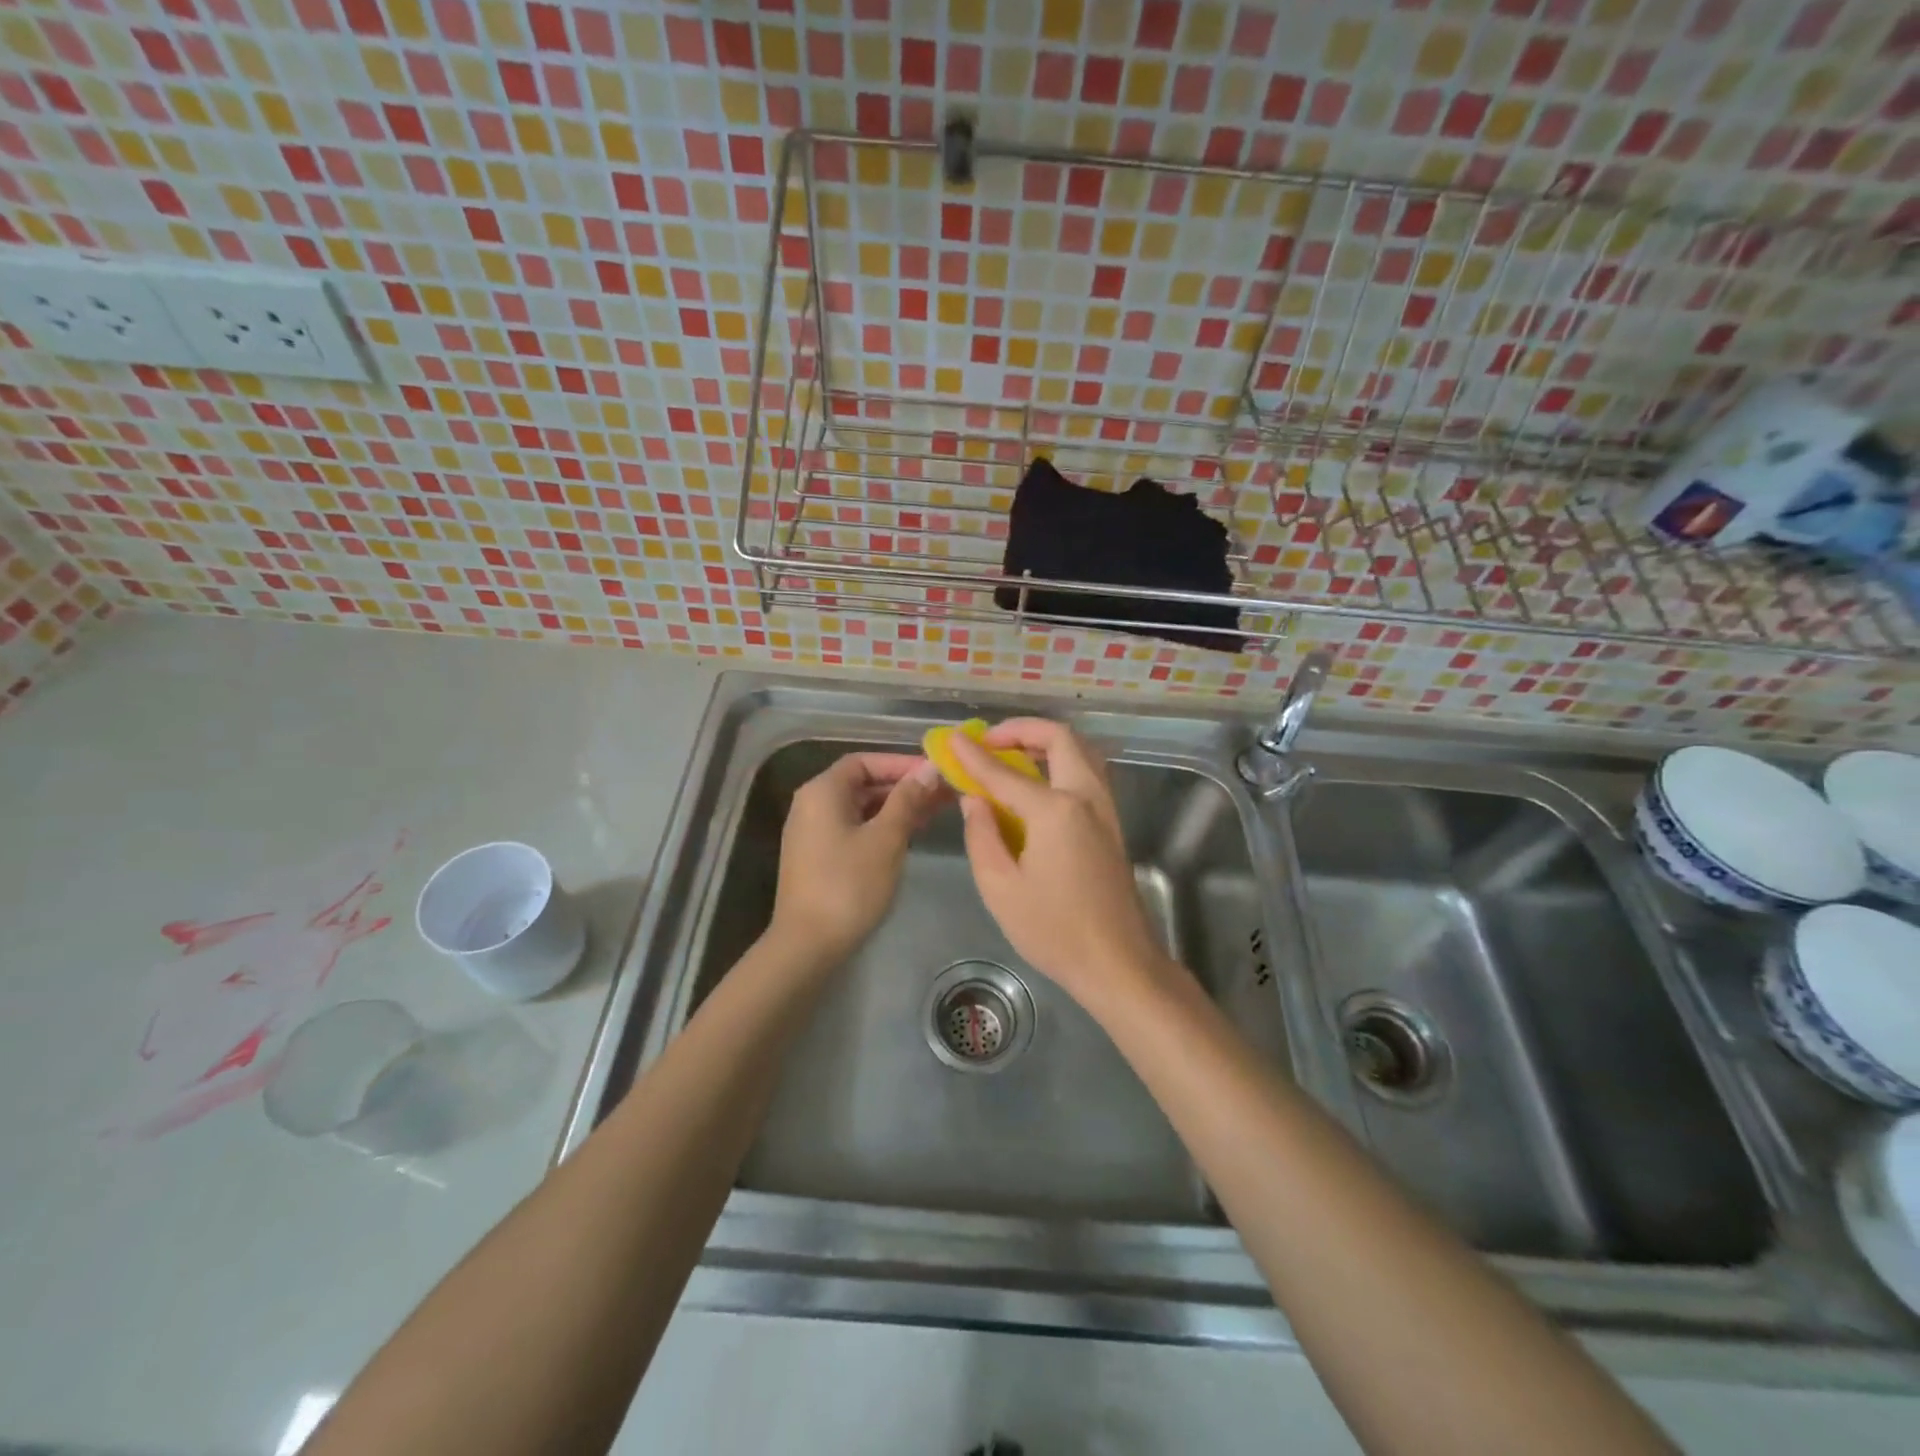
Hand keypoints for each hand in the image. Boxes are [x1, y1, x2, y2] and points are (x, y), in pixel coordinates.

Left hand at [768, 752, 943, 968]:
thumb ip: (908, 800)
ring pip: (861, 807)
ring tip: (935, 812)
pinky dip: (881, 826)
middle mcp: (812, 804)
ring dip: (896, 807)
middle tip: (944, 793)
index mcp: (822, 791)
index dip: (901, 763)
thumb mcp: (886, 839)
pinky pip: (854, 828)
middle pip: (863, 783)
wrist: (807, 945)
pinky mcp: (818, 857)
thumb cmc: (849, 885)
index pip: (865, 761)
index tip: (935, 772)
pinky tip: (910, 835)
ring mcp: (813, 832)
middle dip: (903, 786)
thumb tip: (930, 768)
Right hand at [949, 721, 1183, 1018]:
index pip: (1005, 772)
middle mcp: (1086, 797)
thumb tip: (974, 799)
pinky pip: (1088, 773)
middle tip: (990, 742)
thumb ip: (981, 835)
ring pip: (1081, 751)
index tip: (953, 740)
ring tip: (1012, 755)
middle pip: (1061, 738)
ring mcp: (1105, 809)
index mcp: (1056, 810)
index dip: (975, 755)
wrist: (1117, 962)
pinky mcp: (1112, 824)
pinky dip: (1062, 761)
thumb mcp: (1000, 888)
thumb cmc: (1053, 930)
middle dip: (1022, 730)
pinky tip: (1038, 783)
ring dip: (1047, 742)